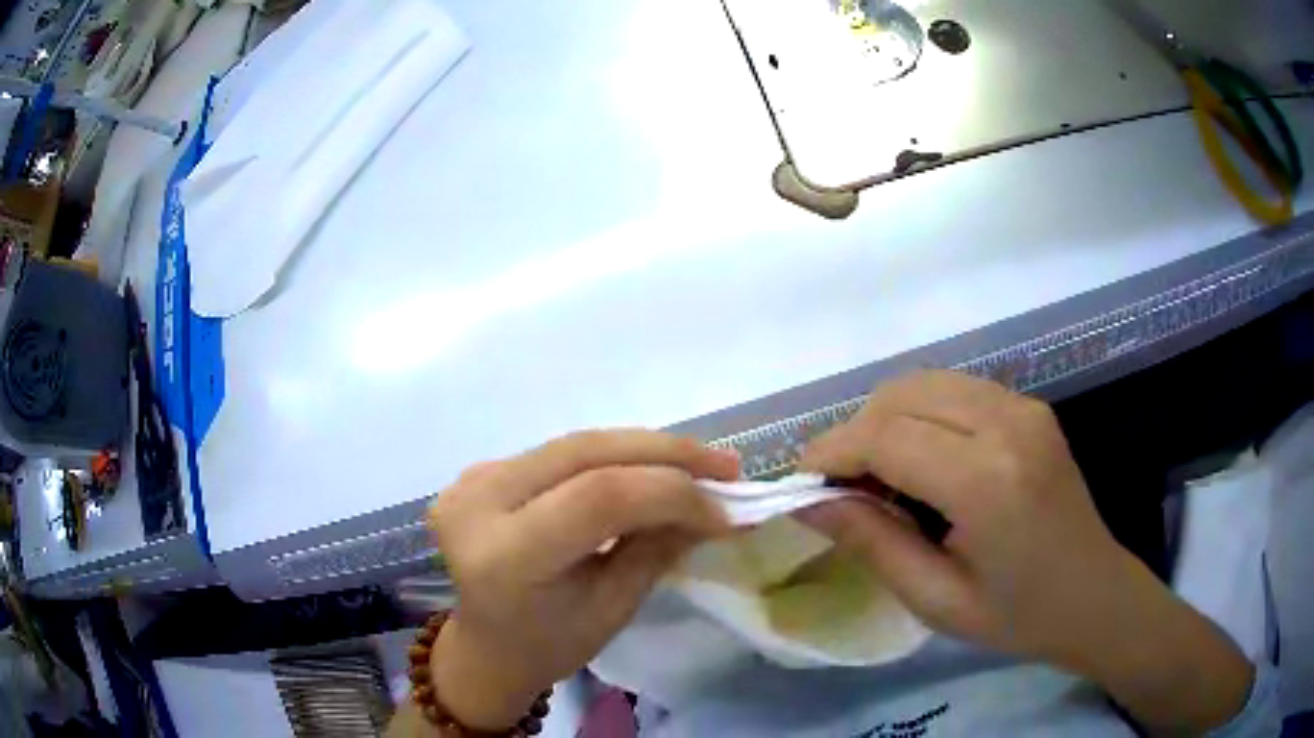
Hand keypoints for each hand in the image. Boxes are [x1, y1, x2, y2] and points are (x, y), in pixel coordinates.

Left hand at [426, 430, 738, 729]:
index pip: (598, 498)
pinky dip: (614, 456)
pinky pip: (560, 453)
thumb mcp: (610, 609)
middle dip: (666, 453)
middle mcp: (478, 502)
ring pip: (576, 444)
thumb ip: (657, 549)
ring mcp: (472, 479)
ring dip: (645, 448)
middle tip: (727, 466)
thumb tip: (714, 505)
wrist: (484, 646)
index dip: (671, 494)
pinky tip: (650, 467)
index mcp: (504, 556)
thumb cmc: (548, 646)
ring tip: (701, 462)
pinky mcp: (480, 470)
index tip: (726, 510)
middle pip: (586, 453)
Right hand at [796, 370, 1252, 732]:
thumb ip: (872, 544)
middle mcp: (1006, 423)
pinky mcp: (1029, 407)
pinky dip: (920, 414)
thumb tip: (810, 503)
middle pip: (900, 396)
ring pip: (925, 383)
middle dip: (854, 434)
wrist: (1095, 595)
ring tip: (877, 475)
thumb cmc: (1018, 616)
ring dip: (885, 419)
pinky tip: (921, 460)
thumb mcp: (936, 600)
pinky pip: (955, 389)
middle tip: (840, 487)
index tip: (801, 482)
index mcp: (987, 480)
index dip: (832, 452)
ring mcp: (1023, 407)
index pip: (885, 436)